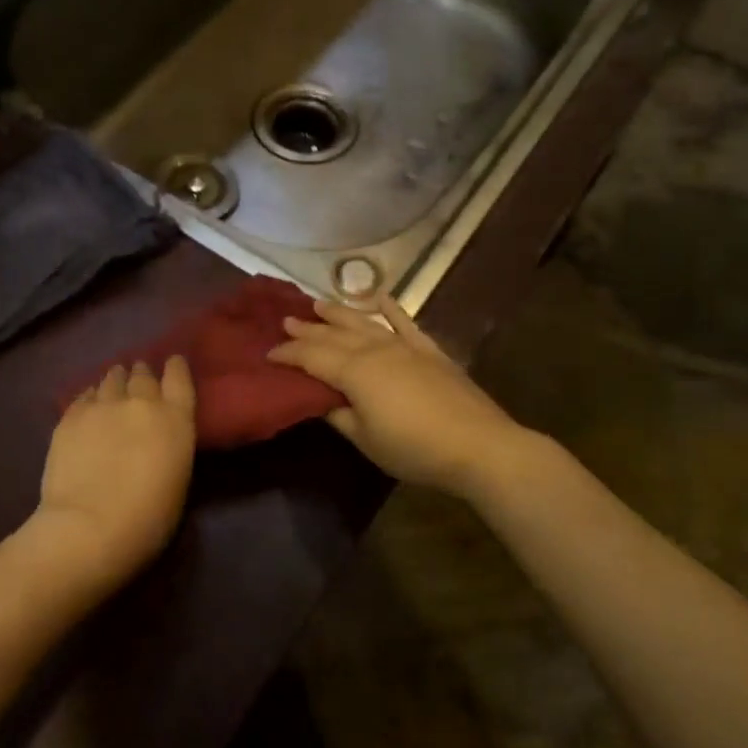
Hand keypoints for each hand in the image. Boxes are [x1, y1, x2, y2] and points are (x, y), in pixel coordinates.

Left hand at [34, 358, 197, 585]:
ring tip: (113, 384)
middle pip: (142, 375)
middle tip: (139, 379)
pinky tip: (89, 403)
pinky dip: (91, 396)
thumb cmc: (148, 519)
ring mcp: (102, 405)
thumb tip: (156, 437)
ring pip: (111, 379)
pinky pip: (84, 395)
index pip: (179, 378)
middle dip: (142, 375)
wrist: (90, 526)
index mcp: (175, 419)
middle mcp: (141, 402)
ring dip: (115, 380)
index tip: (172, 362)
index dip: (175, 367)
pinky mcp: (71, 416)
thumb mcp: (177, 479)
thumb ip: (170, 446)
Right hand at [266, 296, 529, 497]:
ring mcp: (405, 347)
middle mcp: (375, 350)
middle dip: (308, 328)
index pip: (311, 357)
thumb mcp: (366, 440)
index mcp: (354, 372)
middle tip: (286, 320)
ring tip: (318, 304)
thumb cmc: (414, 449)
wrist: (479, 446)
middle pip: (334, 335)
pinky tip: (380, 298)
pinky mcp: (430, 351)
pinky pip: (406, 323)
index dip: (288, 354)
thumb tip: (321, 400)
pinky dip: (392, 309)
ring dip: (339, 313)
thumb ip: (339, 415)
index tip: (268, 353)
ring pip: (364, 322)